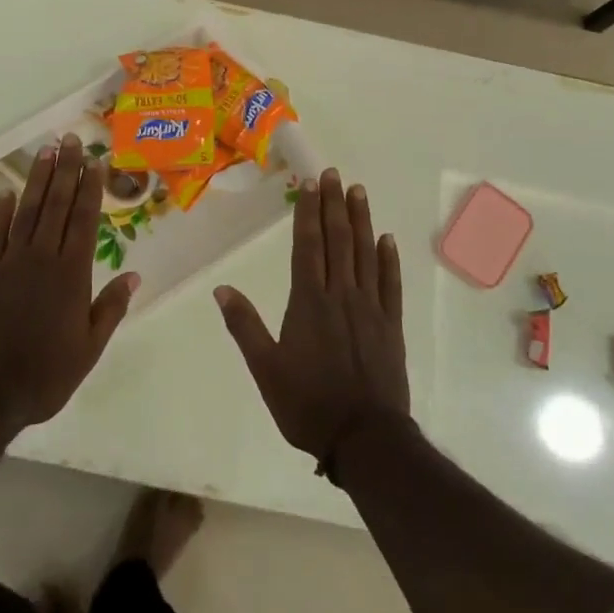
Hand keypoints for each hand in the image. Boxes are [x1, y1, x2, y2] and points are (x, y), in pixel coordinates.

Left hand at [0, 134, 139, 434]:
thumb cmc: (44, 376)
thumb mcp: (89, 349)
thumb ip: (111, 308)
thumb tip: (135, 275)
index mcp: (72, 275)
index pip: (85, 221)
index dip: (91, 189)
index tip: (96, 162)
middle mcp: (42, 259)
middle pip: (57, 206)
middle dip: (67, 171)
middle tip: (71, 140)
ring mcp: (8, 263)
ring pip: (27, 212)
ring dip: (38, 181)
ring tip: (47, 152)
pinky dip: (0, 211)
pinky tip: (7, 192)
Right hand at [214, 168, 408, 461]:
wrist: (364, 437)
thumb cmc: (308, 404)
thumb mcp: (265, 369)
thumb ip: (244, 326)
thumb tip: (222, 289)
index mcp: (308, 302)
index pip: (307, 246)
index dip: (308, 213)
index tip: (310, 185)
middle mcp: (341, 295)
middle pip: (338, 241)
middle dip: (334, 205)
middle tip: (335, 175)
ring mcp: (370, 308)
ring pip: (366, 254)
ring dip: (362, 221)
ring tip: (359, 192)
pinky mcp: (391, 325)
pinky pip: (390, 284)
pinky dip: (389, 259)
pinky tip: (387, 239)